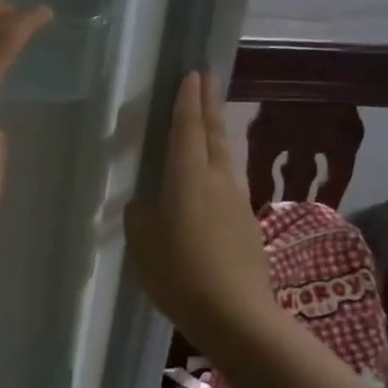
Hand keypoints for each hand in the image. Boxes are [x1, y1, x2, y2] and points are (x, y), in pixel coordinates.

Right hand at [125, 71, 278, 351]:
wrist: (236, 313)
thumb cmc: (180, 274)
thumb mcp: (144, 243)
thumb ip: (141, 215)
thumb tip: (146, 203)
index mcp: (188, 179)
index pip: (187, 130)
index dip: (187, 102)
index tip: (191, 74)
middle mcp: (217, 181)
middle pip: (214, 134)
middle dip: (208, 104)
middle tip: (207, 78)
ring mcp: (237, 201)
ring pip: (226, 156)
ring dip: (218, 131)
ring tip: (211, 117)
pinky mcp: (246, 223)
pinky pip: (230, 180)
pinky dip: (221, 163)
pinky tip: (215, 173)